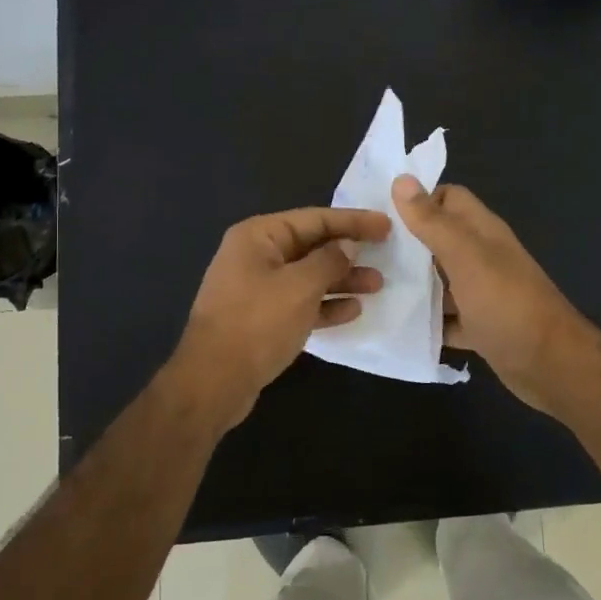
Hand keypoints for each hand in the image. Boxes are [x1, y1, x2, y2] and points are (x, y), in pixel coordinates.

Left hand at [173, 206, 390, 424]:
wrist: (214, 380)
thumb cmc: (257, 323)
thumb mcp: (299, 286)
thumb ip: (328, 261)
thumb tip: (347, 245)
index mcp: (258, 236)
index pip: (314, 219)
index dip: (353, 221)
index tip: (385, 225)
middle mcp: (255, 256)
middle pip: (311, 246)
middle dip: (348, 252)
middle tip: (386, 256)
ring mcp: (256, 288)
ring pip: (308, 276)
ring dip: (342, 280)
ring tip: (377, 286)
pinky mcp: (261, 318)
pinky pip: (299, 303)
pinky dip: (325, 304)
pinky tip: (353, 311)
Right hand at [392, 176, 592, 412]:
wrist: (551, 365)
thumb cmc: (507, 304)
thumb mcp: (466, 257)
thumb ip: (433, 222)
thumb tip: (402, 179)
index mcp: (482, 232)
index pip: (448, 198)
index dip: (417, 201)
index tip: (379, 214)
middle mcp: (483, 257)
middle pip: (439, 240)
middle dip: (406, 244)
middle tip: (364, 253)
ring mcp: (482, 293)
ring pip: (440, 280)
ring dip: (413, 284)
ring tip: (369, 287)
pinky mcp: (480, 326)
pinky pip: (446, 318)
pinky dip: (426, 321)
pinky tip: (396, 325)